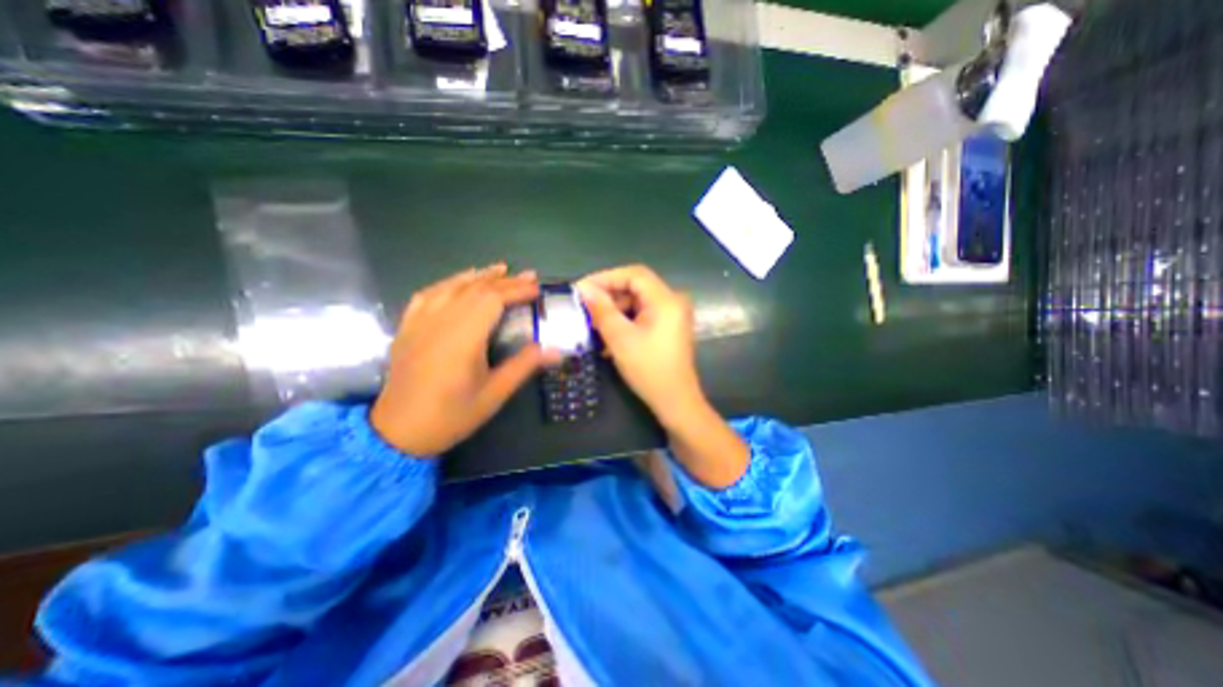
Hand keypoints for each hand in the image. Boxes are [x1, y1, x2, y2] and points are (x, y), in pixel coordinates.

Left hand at [366, 263, 553, 455]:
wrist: (398, 432)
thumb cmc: (451, 415)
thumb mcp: (494, 395)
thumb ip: (524, 366)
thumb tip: (556, 350)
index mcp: (463, 338)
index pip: (493, 300)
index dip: (517, 290)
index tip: (537, 289)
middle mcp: (440, 322)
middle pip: (475, 289)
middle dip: (505, 280)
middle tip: (528, 276)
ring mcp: (420, 322)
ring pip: (451, 287)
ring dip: (478, 276)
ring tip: (499, 269)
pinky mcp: (407, 328)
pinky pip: (427, 295)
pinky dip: (447, 284)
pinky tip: (457, 283)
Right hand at [579, 266, 702, 425]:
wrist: (675, 402)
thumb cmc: (648, 370)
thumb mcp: (620, 338)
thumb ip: (602, 310)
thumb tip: (584, 289)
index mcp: (666, 300)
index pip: (633, 275)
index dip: (606, 278)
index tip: (582, 289)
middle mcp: (672, 302)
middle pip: (636, 288)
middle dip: (608, 296)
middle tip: (584, 307)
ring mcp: (672, 316)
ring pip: (637, 303)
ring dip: (614, 312)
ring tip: (592, 324)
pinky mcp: (667, 328)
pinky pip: (642, 316)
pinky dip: (624, 322)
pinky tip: (607, 336)